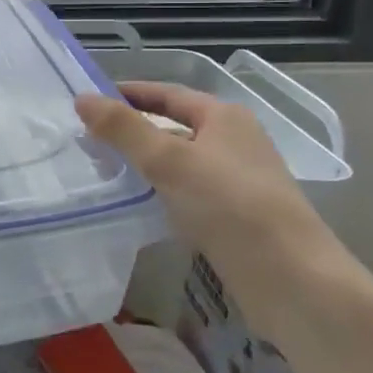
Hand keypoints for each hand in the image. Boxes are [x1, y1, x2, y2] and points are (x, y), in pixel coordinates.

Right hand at [76, 82, 349, 342]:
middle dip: (131, 132)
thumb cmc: (229, 205)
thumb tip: (82, 98)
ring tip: (102, 172)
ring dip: (143, 165)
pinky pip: (186, 193)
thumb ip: (123, 129)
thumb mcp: (169, 160)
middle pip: (173, 128)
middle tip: (87, 140)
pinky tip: (135, 207)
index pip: (167, 94)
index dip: (128, 93)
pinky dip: (159, 193)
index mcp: (224, 117)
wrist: (290, 278)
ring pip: (179, 163)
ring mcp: (237, 181)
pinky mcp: (235, 216)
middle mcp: (234, 142)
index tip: (89, 100)